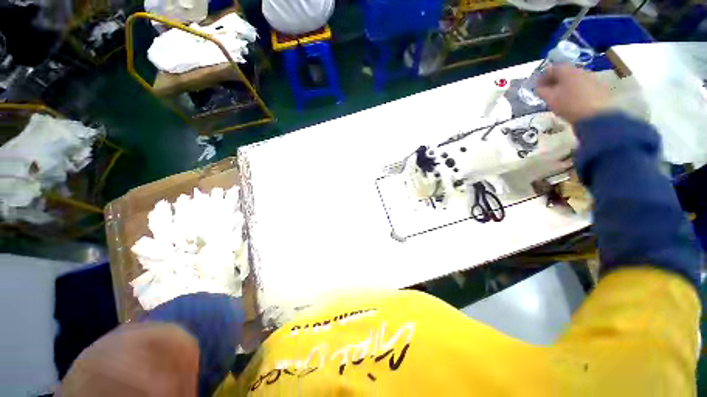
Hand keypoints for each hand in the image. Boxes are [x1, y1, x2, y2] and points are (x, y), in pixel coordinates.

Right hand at [535, 64, 611, 123]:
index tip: (536, 88)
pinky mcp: (598, 86)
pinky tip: (571, 100)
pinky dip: (574, 90)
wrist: (598, 115)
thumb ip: (542, 91)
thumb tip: (538, 87)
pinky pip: (582, 85)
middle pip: (563, 73)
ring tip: (559, 97)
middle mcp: (579, 70)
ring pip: (573, 79)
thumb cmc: (569, 105)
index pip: (550, 69)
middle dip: (554, 81)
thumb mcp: (550, 99)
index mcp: (566, 71)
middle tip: (546, 92)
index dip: (541, 78)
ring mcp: (591, 77)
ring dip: (564, 86)